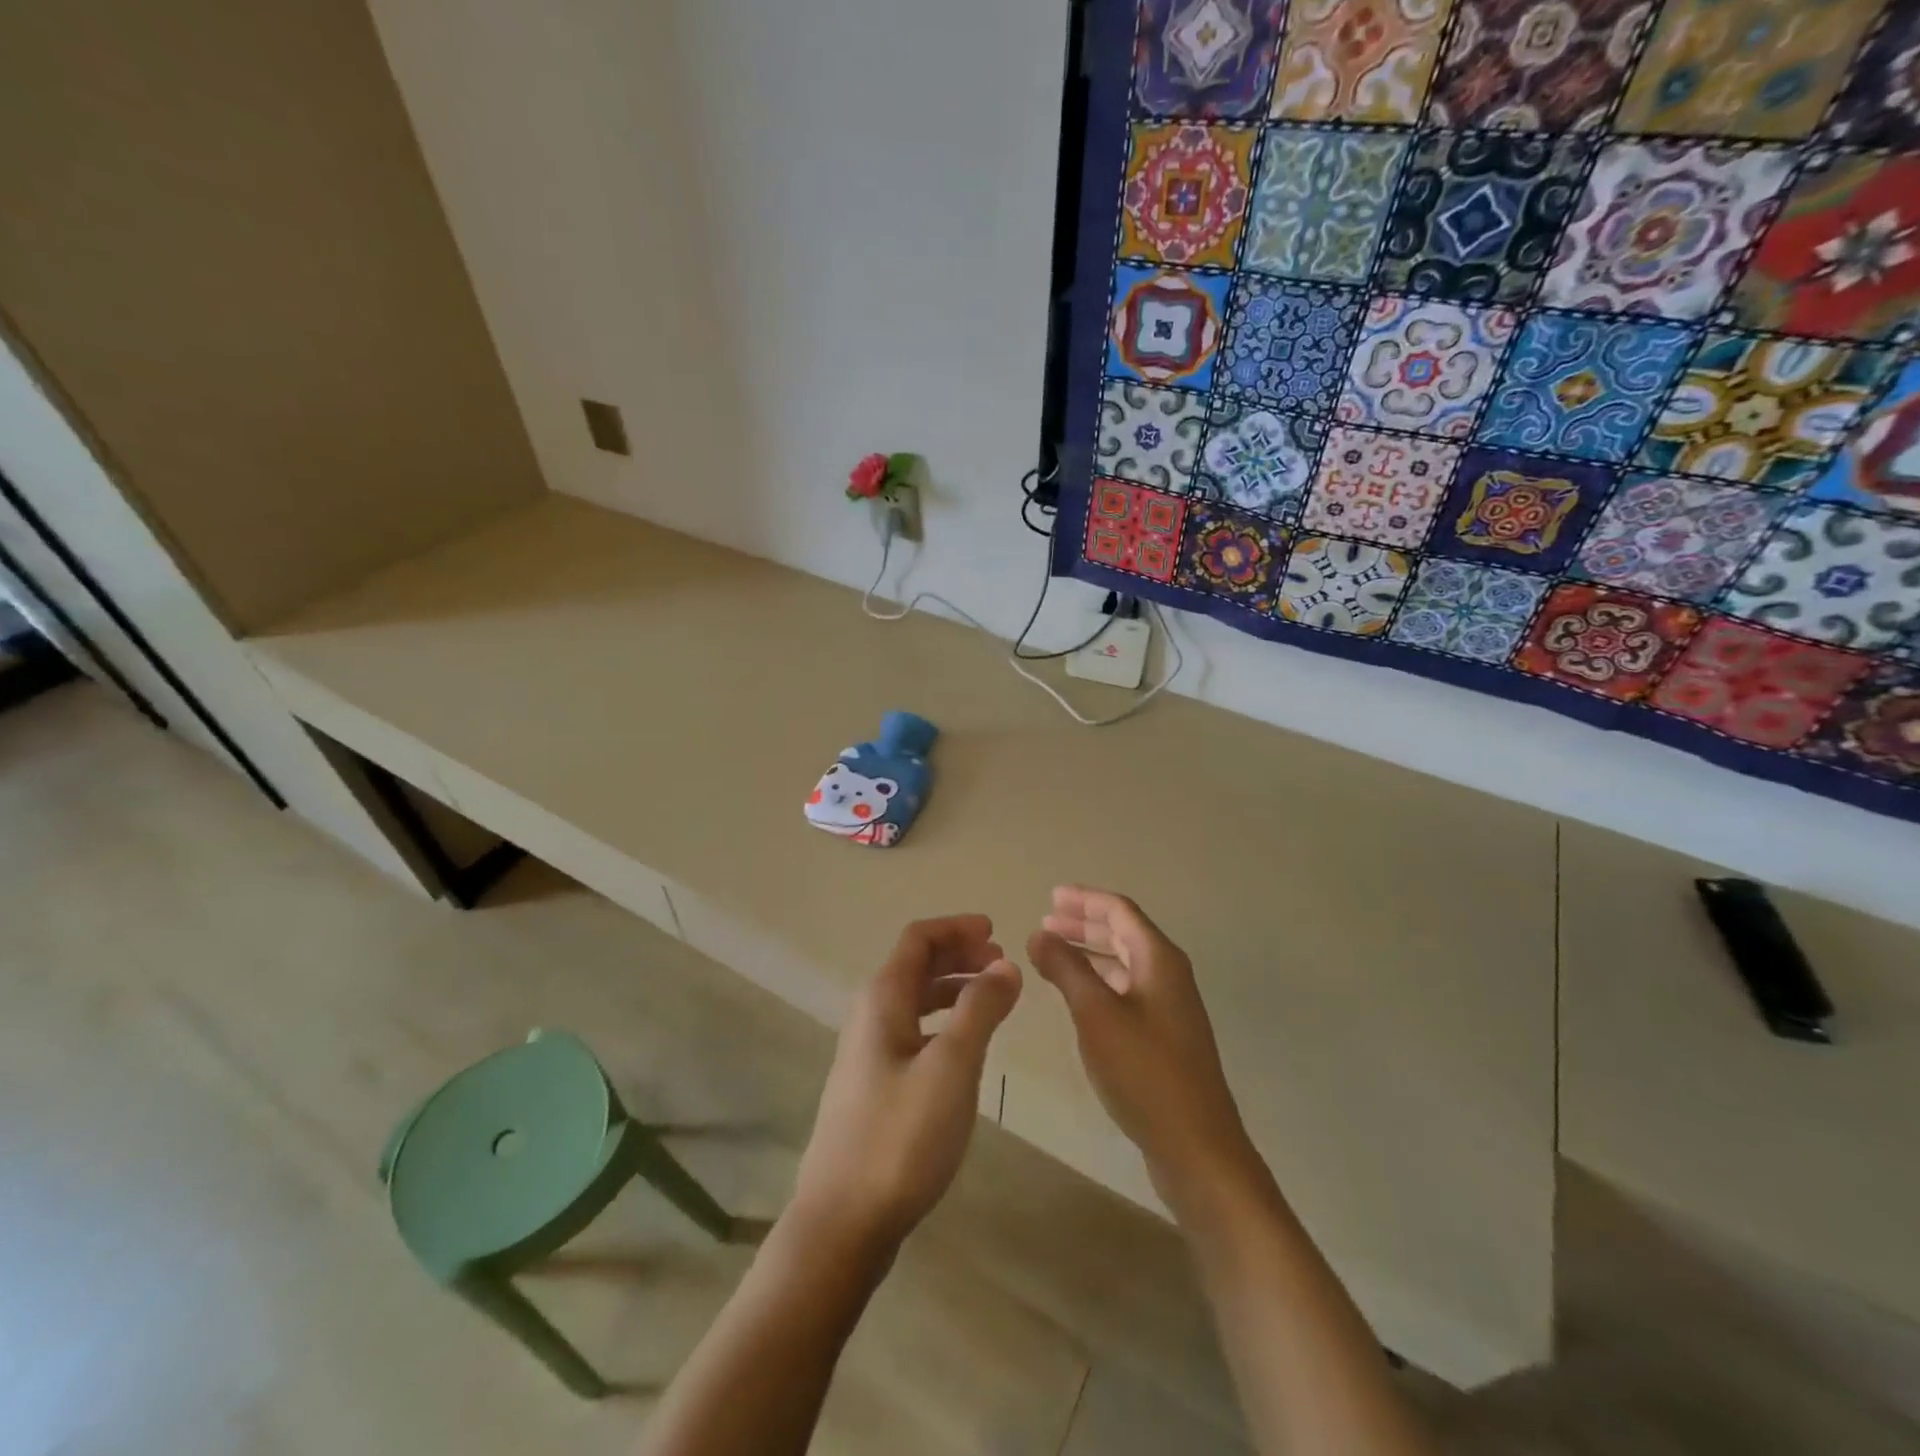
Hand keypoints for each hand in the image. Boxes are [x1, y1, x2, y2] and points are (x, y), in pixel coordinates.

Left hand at [792, 915, 1021, 1256]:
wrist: (843, 1222)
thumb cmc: (901, 1136)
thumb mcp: (953, 1066)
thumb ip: (980, 1009)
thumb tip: (1005, 965)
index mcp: (883, 998)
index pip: (918, 938)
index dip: (957, 928)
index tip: (996, 932)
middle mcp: (870, 1016)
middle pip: (915, 965)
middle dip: (958, 955)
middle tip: (1001, 965)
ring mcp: (868, 1053)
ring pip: (914, 1000)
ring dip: (952, 989)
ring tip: (991, 999)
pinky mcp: (873, 1086)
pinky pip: (913, 1031)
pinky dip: (943, 1022)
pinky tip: (964, 1047)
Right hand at [1028, 887, 1256, 1210]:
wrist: (1196, 1146)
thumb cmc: (1144, 1071)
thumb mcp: (1096, 1014)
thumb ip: (1066, 969)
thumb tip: (1039, 933)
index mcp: (1159, 959)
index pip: (1120, 910)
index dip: (1084, 899)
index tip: (1050, 896)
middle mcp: (1168, 975)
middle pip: (1124, 933)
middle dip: (1084, 924)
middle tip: (1046, 921)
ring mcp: (1169, 1007)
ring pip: (1124, 963)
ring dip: (1089, 953)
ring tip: (1053, 953)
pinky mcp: (1164, 1036)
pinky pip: (1126, 990)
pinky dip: (1099, 982)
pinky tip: (1077, 995)